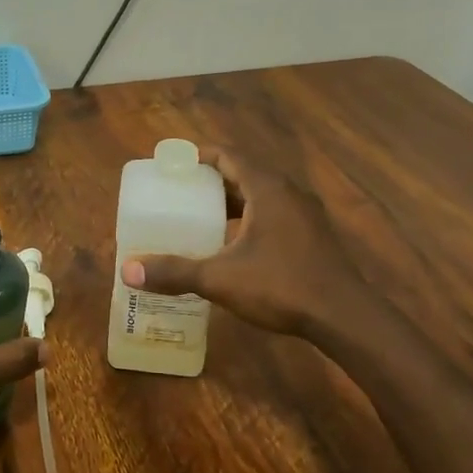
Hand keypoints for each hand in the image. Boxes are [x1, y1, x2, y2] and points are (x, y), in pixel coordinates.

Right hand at [122, 147, 387, 340]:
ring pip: (261, 196)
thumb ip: (174, 272)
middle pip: (244, 174)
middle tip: (180, 191)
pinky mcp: (313, 236)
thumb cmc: (281, 286)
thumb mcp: (220, 278)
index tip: (174, 163)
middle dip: (211, 180)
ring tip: (200, 215)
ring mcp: (305, 215)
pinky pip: (274, 215)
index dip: (200, 156)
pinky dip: (249, 219)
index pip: (229, 156)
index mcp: (267, 189)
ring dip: (232, 201)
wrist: (344, 317)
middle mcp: (288, 193)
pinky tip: (233, 244)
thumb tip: (128, 271)